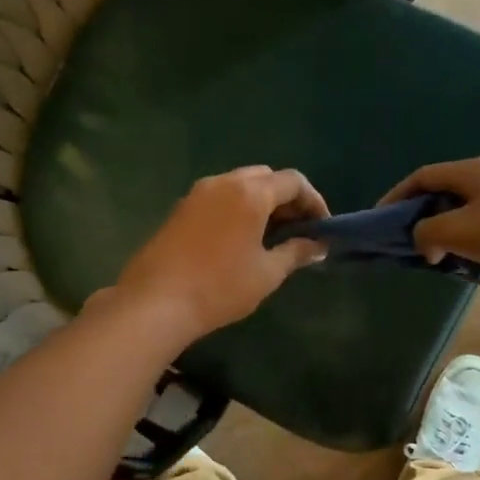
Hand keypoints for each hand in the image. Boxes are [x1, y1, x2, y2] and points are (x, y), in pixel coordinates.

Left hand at [115, 166, 329, 343]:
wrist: (156, 301)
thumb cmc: (220, 287)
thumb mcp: (267, 273)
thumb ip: (296, 253)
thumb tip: (319, 246)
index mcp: (250, 193)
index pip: (293, 181)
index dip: (314, 201)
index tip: (322, 227)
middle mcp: (224, 182)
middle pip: (266, 177)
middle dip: (287, 199)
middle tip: (298, 229)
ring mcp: (197, 193)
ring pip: (240, 185)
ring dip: (261, 202)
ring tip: (271, 236)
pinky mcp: (180, 208)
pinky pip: (219, 197)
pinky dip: (237, 208)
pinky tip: (240, 239)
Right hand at [379, 158, 479, 278]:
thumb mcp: (458, 232)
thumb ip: (427, 234)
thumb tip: (425, 243)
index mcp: (470, 171)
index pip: (421, 177)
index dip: (396, 196)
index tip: (381, 220)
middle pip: (445, 192)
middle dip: (424, 218)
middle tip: (413, 243)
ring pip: (469, 210)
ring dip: (451, 233)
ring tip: (443, 258)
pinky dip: (475, 241)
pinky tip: (479, 264)